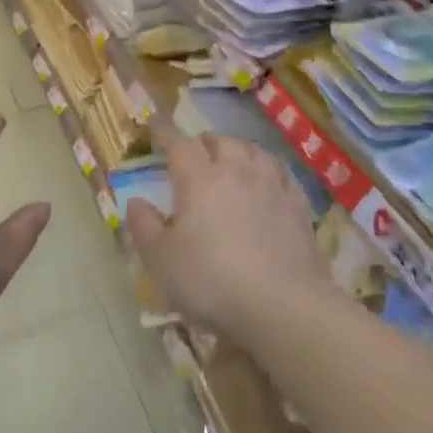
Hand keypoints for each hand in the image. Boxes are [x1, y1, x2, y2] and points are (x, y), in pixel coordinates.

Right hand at [127, 131, 333, 343]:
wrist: (283, 305)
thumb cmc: (212, 282)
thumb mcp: (162, 261)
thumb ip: (144, 227)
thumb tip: (134, 200)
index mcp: (199, 178)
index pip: (178, 143)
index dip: (165, 133)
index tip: (156, 128)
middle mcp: (236, 170)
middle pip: (220, 141)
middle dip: (204, 142)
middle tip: (196, 152)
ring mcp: (271, 184)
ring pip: (253, 150)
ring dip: (238, 150)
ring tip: (232, 159)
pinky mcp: (298, 204)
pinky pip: (281, 172)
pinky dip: (268, 168)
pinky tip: (268, 179)